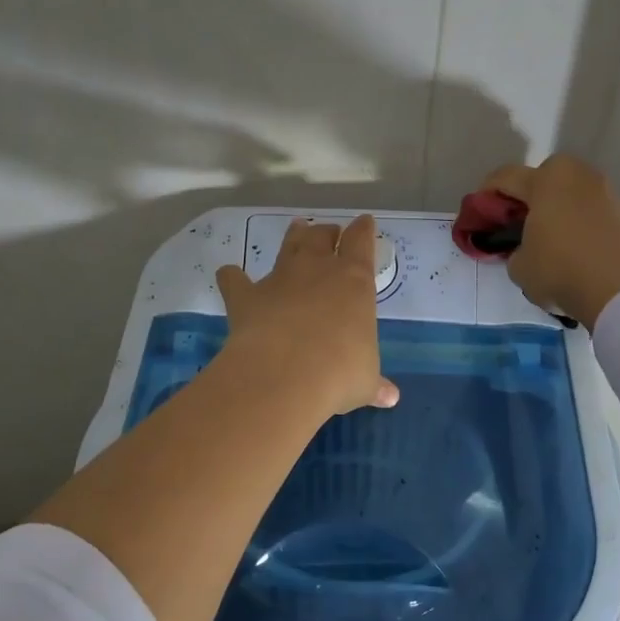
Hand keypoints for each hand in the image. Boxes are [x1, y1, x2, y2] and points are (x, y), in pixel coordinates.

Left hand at [215, 215, 398, 416]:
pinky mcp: (247, 296)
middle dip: (328, 232)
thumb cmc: (339, 373)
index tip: (365, 222)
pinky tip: (229, 275)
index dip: (364, 231)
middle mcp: (318, 270)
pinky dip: (232, 277)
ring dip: (294, 236)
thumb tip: (390, 398)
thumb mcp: (364, 381)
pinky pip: (235, 279)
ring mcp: (280, 279)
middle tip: (330, 232)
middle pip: (322, 237)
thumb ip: (375, 384)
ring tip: (297, 228)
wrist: (285, 374)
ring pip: (289, 246)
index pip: (362, 243)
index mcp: (354, 281)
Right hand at [480, 155, 619, 328]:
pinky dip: (575, 218)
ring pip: (567, 190)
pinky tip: (569, 243)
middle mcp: (576, 175)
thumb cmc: (560, 270)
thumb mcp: (519, 266)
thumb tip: (524, 248)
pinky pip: (587, 206)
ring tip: (545, 236)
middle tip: (515, 222)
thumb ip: (513, 249)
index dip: (486, 194)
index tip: (479, 213)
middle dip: (526, 195)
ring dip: (553, 206)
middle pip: (541, 177)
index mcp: (545, 180)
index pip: (505, 177)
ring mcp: (603, 190)